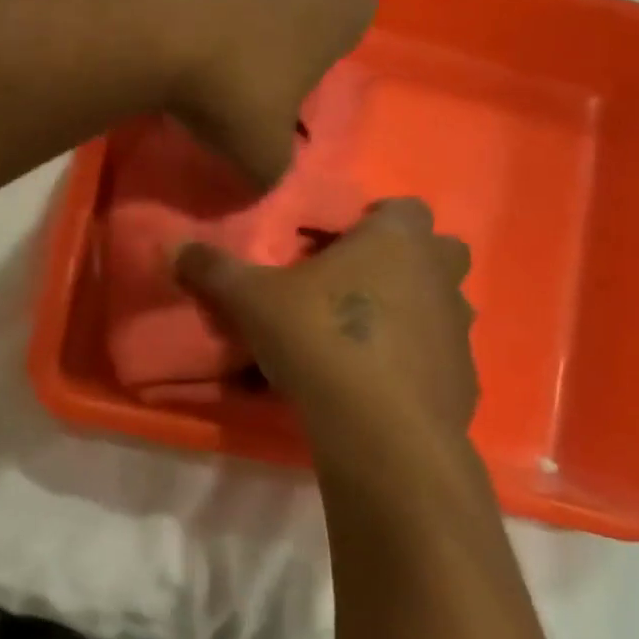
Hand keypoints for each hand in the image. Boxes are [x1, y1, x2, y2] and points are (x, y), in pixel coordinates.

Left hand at [137, 0, 376, 187]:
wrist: (151, 18)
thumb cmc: (231, 86)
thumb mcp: (261, 154)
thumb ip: (274, 169)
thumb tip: (265, 175)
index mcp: (348, 7)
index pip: (350, 33)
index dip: (316, 66)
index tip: (281, 93)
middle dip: (286, 31)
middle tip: (248, 71)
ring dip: (241, 13)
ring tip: (203, 53)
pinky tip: (173, 28)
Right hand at [175, 198, 477, 441]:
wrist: (379, 430)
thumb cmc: (320, 339)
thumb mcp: (251, 300)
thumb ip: (214, 268)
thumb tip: (174, 245)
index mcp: (398, 240)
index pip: (402, 207)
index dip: (371, 222)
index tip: (334, 249)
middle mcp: (440, 275)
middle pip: (434, 254)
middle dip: (401, 265)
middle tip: (351, 289)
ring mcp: (460, 329)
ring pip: (440, 307)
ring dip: (410, 314)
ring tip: (360, 340)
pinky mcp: (464, 379)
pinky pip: (437, 359)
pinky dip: (414, 365)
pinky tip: (376, 387)